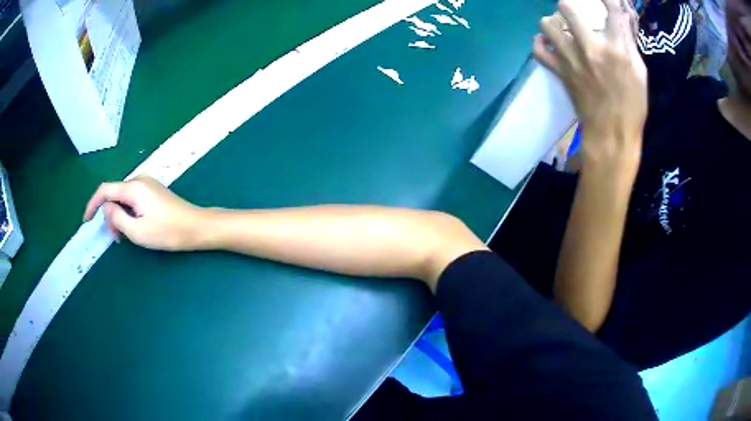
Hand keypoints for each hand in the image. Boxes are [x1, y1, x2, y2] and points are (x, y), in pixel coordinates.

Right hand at [83, 175, 204, 250]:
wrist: (196, 227)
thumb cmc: (167, 231)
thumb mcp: (137, 231)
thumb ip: (117, 218)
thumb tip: (106, 208)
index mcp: (133, 187)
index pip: (105, 190)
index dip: (92, 204)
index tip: (86, 220)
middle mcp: (139, 180)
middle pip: (114, 195)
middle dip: (109, 216)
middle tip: (116, 238)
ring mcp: (147, 184)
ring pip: (123, 198)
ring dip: (119, 216)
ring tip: (125, 236)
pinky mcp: (153, 191)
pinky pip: (132, 200)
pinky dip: (128, 213)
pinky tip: (133, 227)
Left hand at [534, 0, 645, 164]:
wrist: (611, 135)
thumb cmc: (632, 106)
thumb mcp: (640, 73)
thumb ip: (630, 42)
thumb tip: (623, 17)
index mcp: (617, 49)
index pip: (611, 9)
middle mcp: (591, 48)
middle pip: (568, 8)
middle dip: (569, 5)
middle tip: (573, 9)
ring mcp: (571, 59)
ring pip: (547, 25)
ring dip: (552, 21)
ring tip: (559, 26)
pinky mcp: (560, 72)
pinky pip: (538, 51)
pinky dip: (539, 44)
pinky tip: (547, 43)